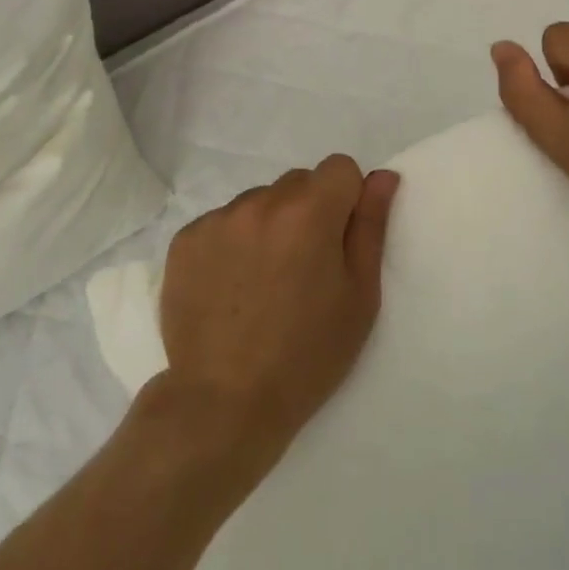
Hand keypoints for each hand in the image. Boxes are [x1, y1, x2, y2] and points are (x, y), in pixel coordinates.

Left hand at [153, 155, 398, 487]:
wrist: (223, 401)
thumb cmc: (307, 356)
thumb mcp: (358, 297)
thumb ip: (371, 227)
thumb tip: (383, 176)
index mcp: (309, 212)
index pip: (339, 168)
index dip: (346, 199)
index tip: (338, 241)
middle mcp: (260, 202)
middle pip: (296, 183)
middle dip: (307, 212)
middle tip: (302, 269)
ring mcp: (217, 218)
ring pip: (257, 202)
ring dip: (267, 225)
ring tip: (262, 283)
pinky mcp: (185, 238)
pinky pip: (221, 223)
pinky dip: (231, 243)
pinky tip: (230, 288)